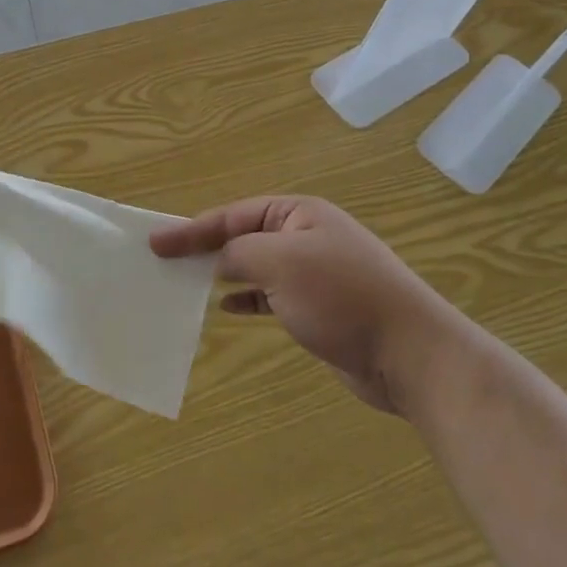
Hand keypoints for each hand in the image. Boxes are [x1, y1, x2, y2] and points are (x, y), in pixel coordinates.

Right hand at [151, 196, 468, 417]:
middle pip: (243, 236)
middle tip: (165, 261)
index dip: (192, 228)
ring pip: (255, 266)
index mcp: (298, 213)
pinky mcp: (319, 307)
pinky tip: (226, 308)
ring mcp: (314, 272)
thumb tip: (216, 261)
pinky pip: (270, 295)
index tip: (156, 242)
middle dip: (205, 248)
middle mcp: (305, 236)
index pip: (233, 215)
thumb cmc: (342, 296)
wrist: (410, 354)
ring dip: (223, 274)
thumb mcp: (281, 264)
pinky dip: (246, 299)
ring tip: (187, 284)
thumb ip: (239, 254)